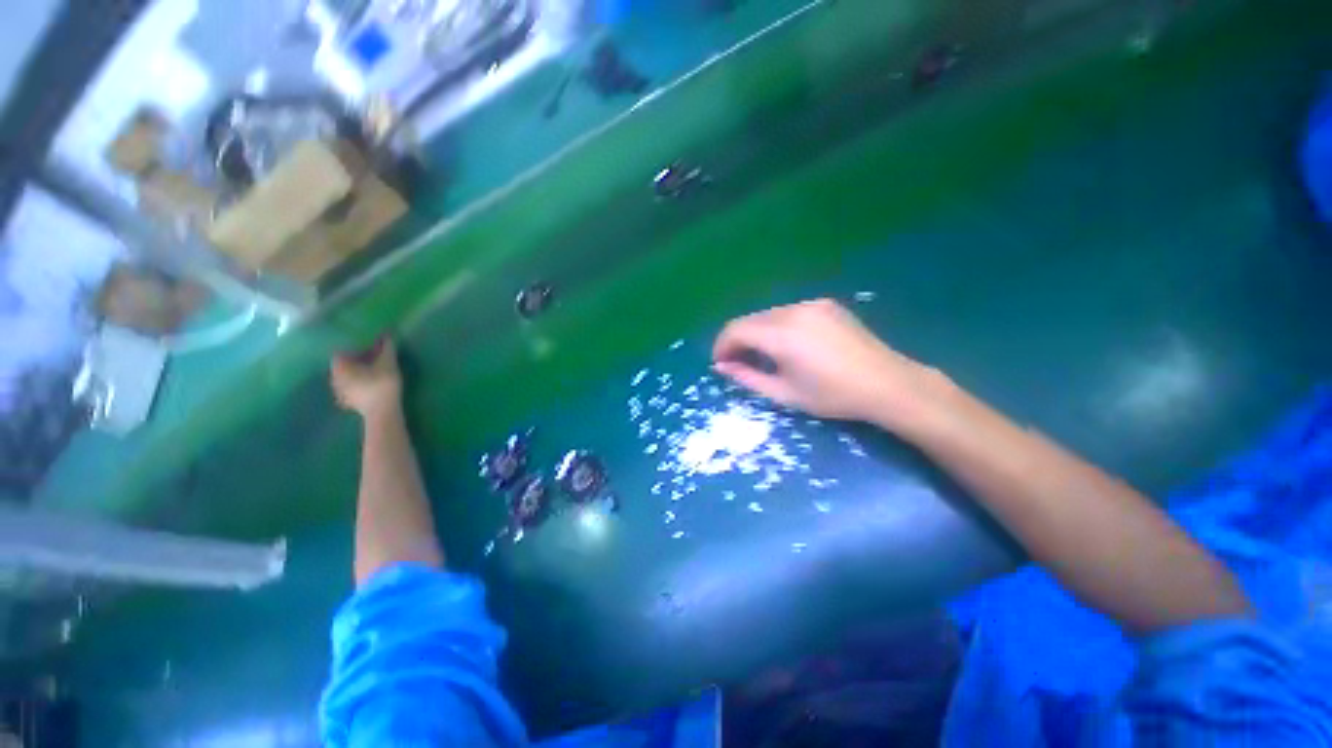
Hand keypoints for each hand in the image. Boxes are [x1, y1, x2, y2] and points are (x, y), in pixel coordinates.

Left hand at [331, 338, 402, 418]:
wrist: (382, 412)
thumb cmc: (381, 384)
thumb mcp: (388, 363)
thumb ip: (387, 348)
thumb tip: (388, 334)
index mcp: (340, 366)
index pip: (342, 351)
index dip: (355, 348)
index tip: (369, 348)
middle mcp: (334, 378)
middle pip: (344, 365)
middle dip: (357, 360)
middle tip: (373, 358)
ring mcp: (340, 392)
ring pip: (347, 377)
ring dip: (358, 373)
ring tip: (373, 371)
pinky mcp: (348, 402)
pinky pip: (351, 388)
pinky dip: (359, 384)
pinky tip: (370, 385)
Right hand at [712, 299, 950, 430]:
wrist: (887, 384)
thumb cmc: (832, 395)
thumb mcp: (784, 393)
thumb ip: (747, 377)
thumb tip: (721, 367)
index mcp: (781, 334)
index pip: (735, 329)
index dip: (722, 346)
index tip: (721, 364)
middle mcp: (793, 310)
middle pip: (750, 319)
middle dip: (737, 340)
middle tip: (737, 363)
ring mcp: (812, 304)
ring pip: (768, 314)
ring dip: (756, 333)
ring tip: (761, 356)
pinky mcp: (825, 305)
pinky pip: (788, 312)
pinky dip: (776, 326)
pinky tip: (786, 345)